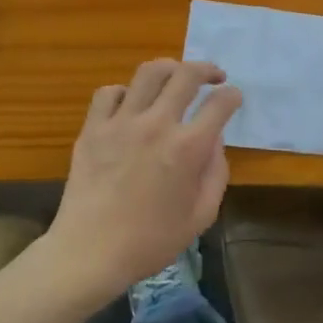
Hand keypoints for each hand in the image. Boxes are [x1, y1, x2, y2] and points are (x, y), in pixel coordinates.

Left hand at [46, 60, 242, 299]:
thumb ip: (216, 173)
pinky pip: (109, 92)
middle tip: (213, 76)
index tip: (233, 98)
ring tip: (175, 77)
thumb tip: (215, 141)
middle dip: (207, 69)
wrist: (90, 253)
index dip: (232, 96)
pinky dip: (125, 91)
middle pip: (186, 74)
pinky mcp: (93, 128)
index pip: (220, 103)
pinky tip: (132, 103)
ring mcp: (121, 123)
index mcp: (188, 148)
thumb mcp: (201, 215)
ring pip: (149, 72)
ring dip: (169, 68)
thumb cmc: (151, 241)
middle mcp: (157, 125)